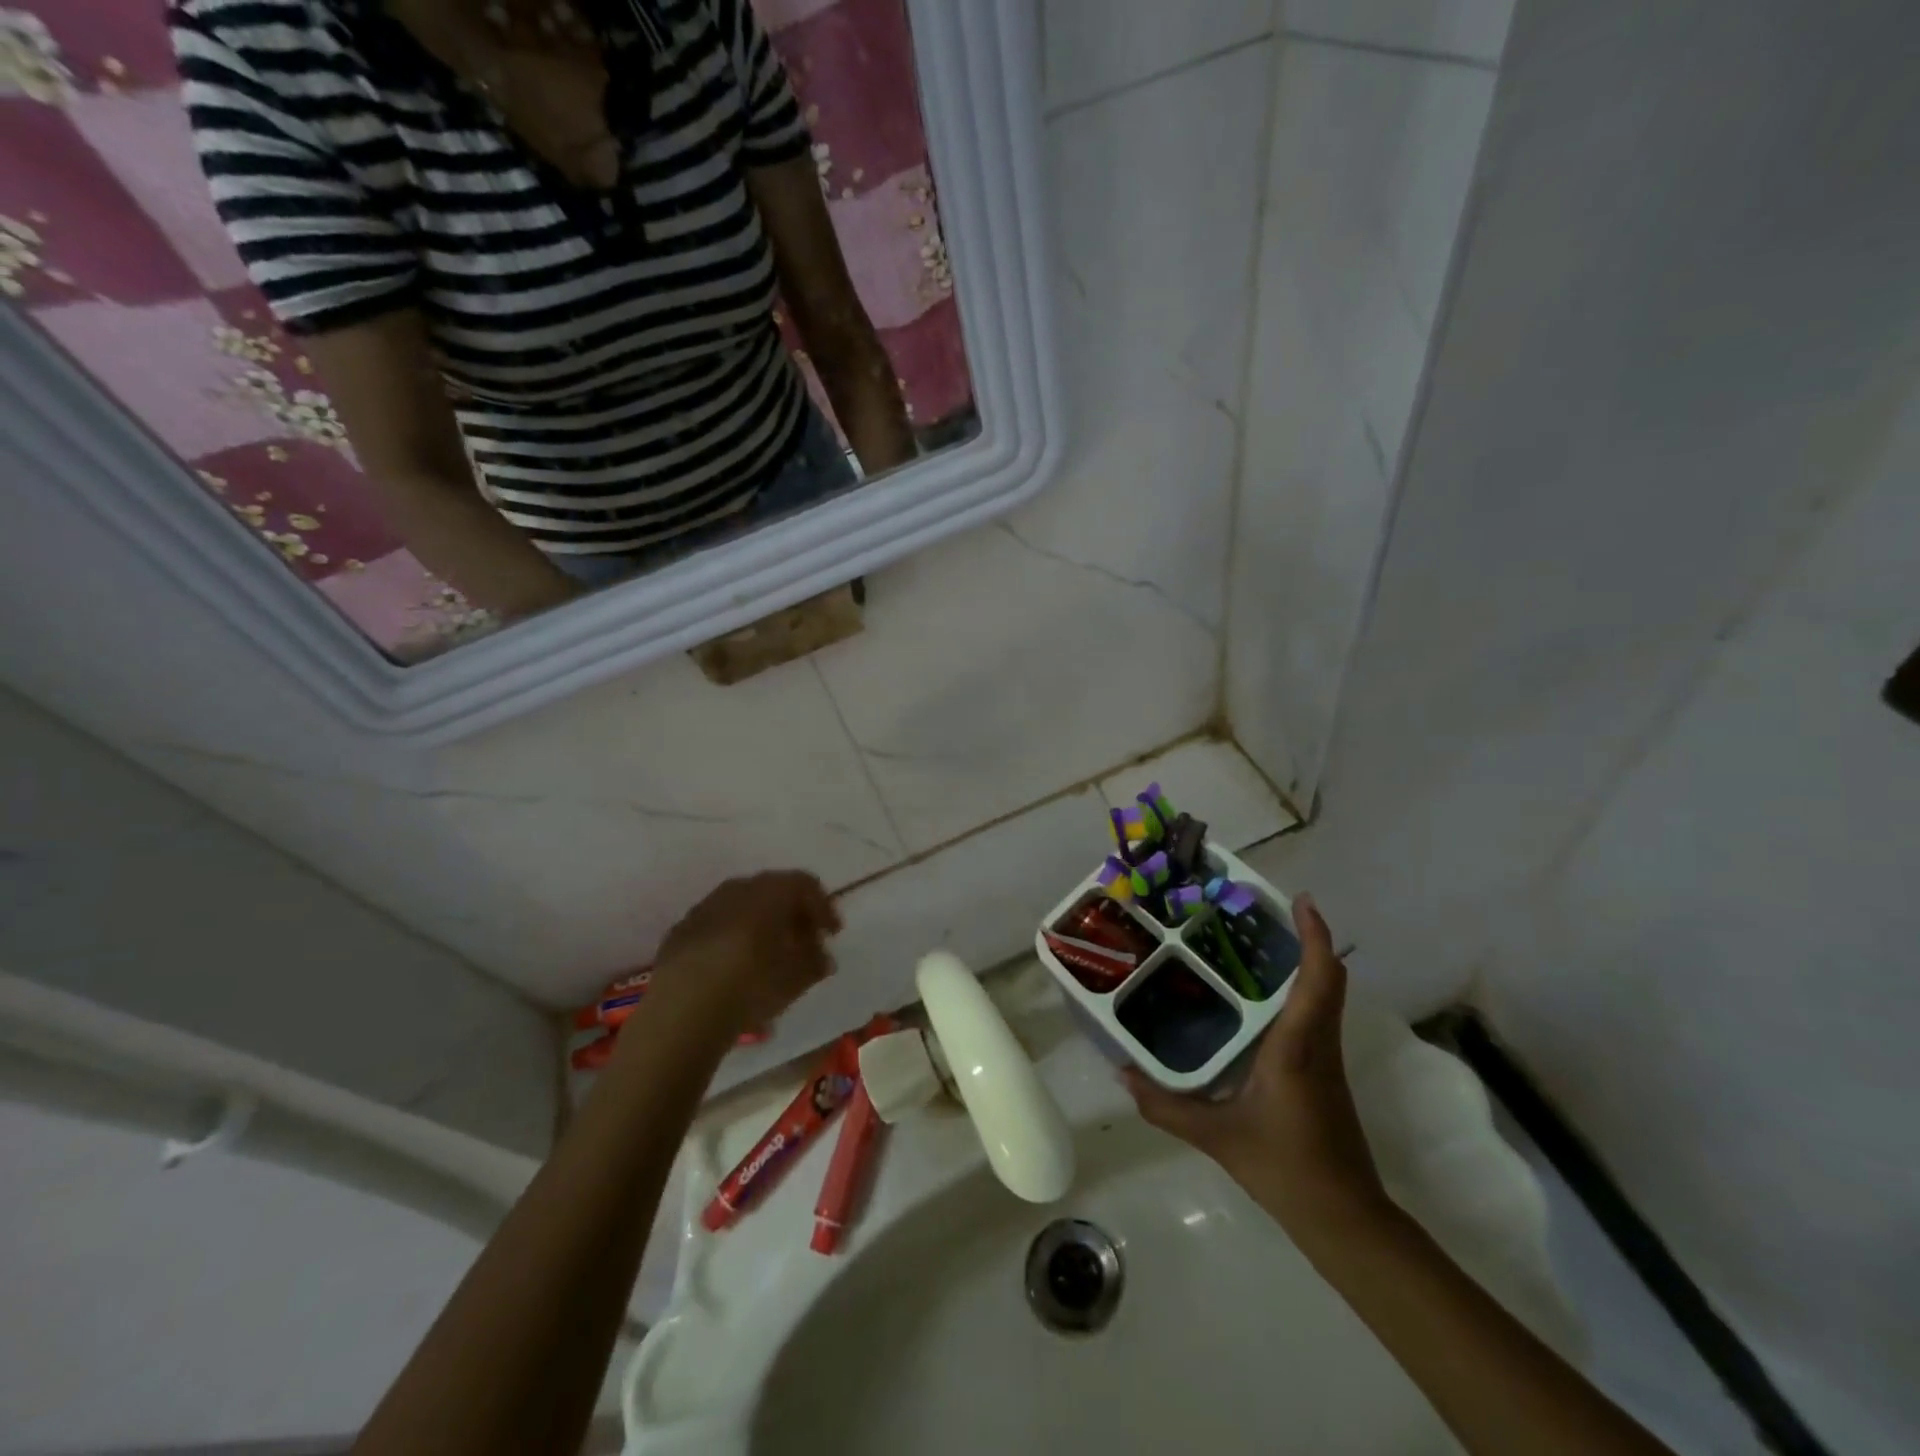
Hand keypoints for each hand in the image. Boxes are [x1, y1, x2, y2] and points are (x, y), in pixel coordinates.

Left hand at [649, 872, 841, 1038]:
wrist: (683, 1010)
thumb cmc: (752, 984)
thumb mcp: (798, 977)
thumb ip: (816, 961)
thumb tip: (822, 956)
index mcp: (770, 890)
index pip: (805, 884)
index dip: (823, 907)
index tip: (832, 934)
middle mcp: (737, 888)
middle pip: (772, 892)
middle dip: (791, 915)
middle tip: (803, 943)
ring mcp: (704, 907)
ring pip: (742, 907)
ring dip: (760, 925)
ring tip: (768, 957)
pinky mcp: (680, 931)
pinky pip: (717, 926)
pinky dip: (732, 938)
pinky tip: (733, 968)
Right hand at [1124, 894, 1386, 1236]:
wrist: (1345, 1219)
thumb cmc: (1286, 1168)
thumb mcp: (1217, 1138)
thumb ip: (1167, 1106)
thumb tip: (1123, 1074)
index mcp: (1297, 1047)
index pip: (1319, 979)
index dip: (1315, 936)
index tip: (1301, 900)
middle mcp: (1318, 1043)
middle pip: (1327, 979)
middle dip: (1305, 939)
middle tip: (1263, 914)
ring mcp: (1326, 1059)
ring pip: (1324, 996)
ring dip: (1302, 964)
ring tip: (1254, 945)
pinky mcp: (1324, 1074)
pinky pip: (1316, 1016)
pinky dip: (1298, 993)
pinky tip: (1258, 1001)